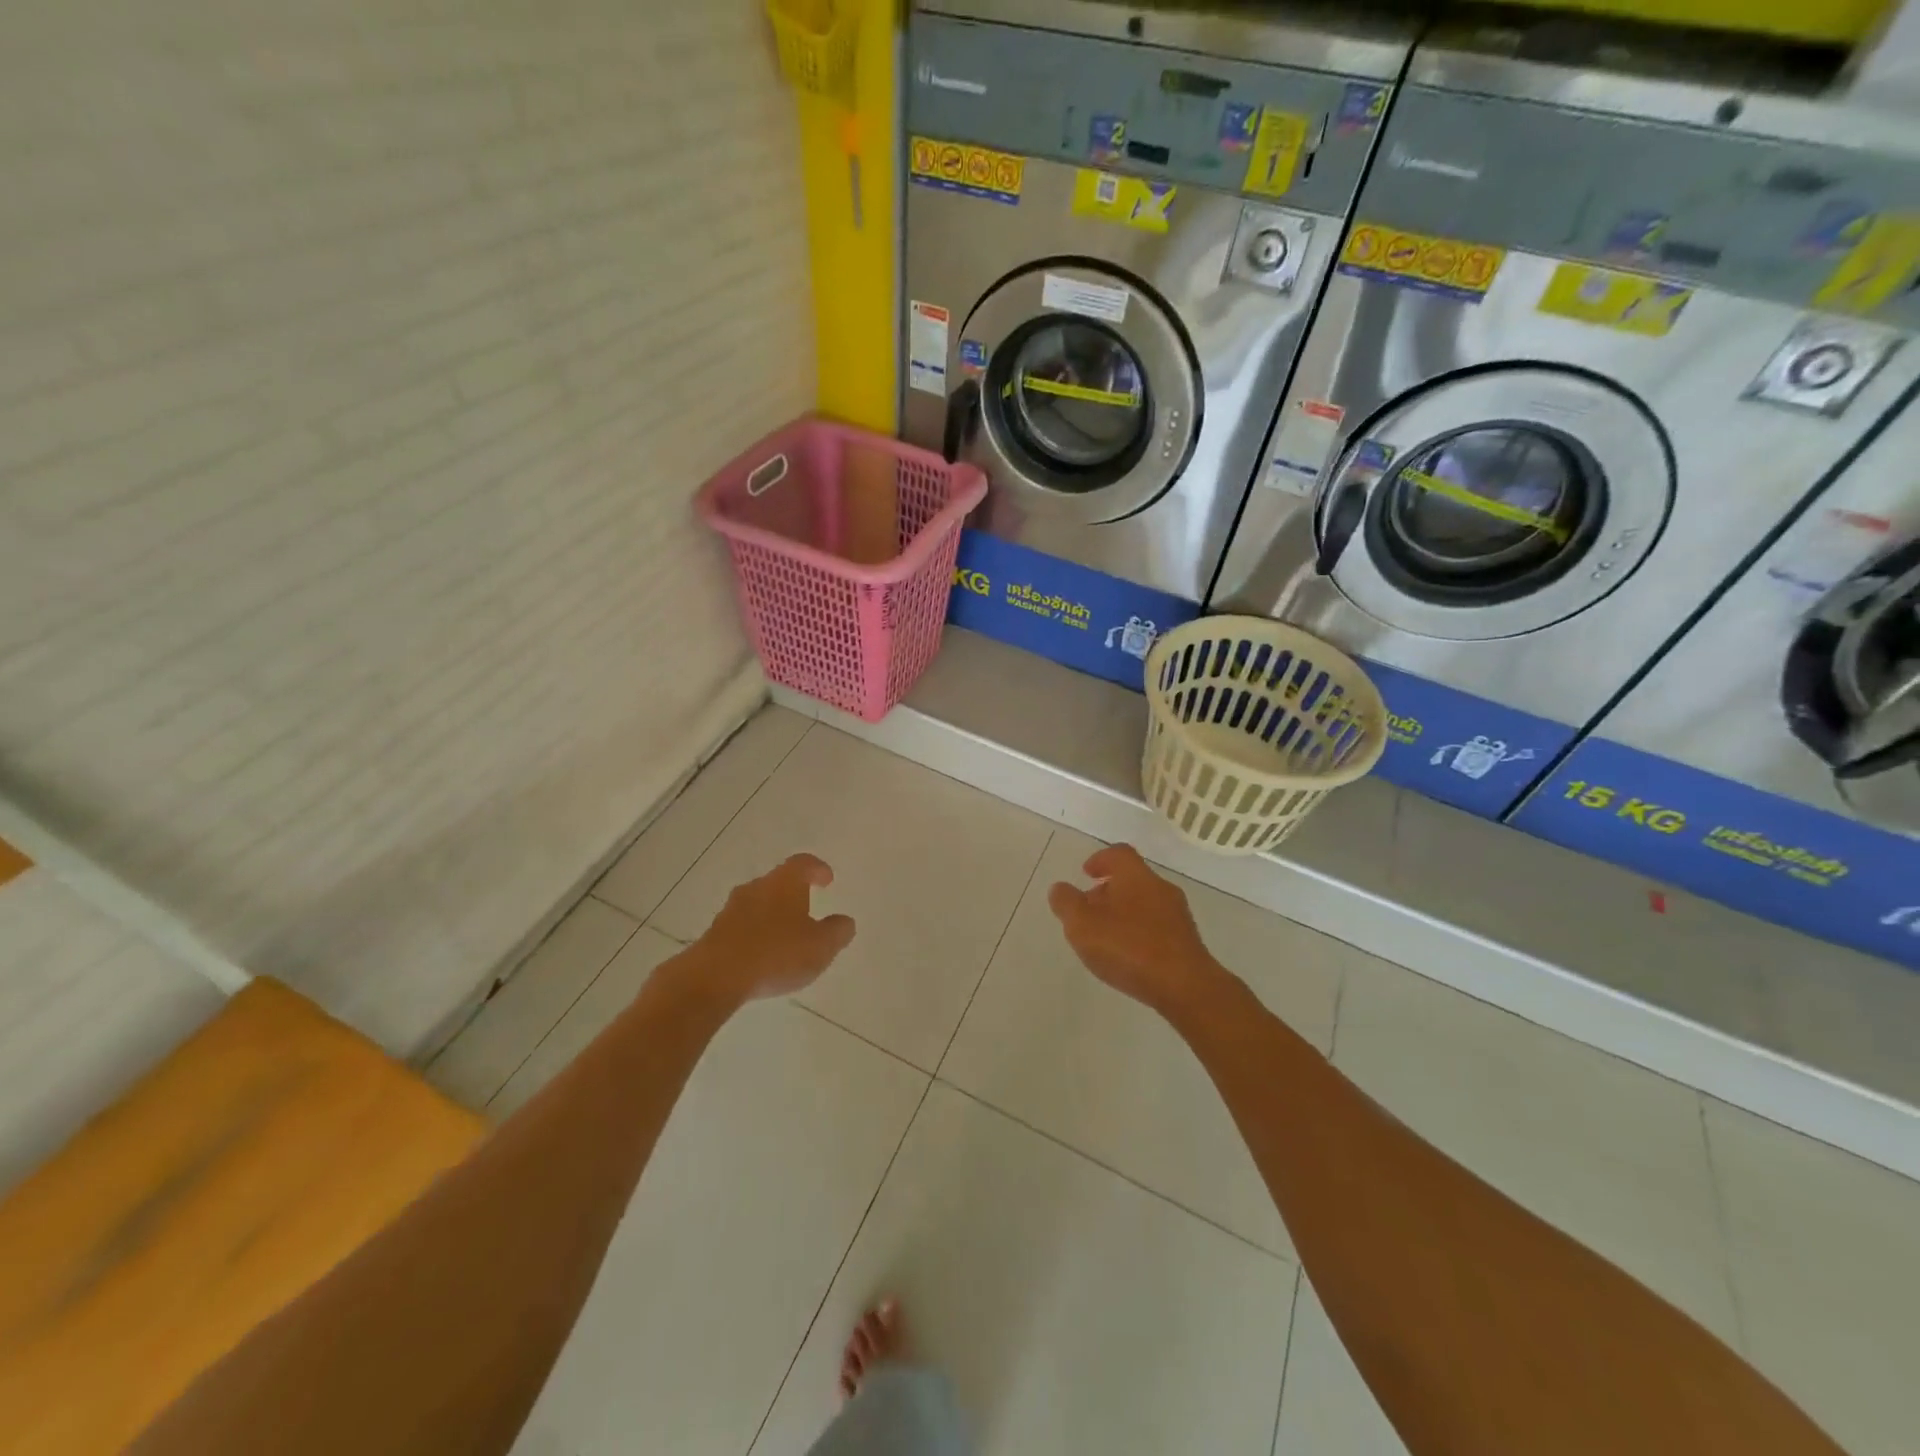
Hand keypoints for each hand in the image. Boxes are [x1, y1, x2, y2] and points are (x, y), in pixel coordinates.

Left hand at [692, 854, 856, 1004]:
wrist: (715, 977)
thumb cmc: (776, 954)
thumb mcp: (821, 946)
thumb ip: (837, 932)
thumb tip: (845, 922)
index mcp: (785, 882)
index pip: (803, 863)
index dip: (817, 869)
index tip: (827, 879)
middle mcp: (757, 887)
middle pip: (778, 882)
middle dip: (793, 893)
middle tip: (807, 907)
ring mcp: (732, 909)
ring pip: (758, 903)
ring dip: (773, 914)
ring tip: (786, 935)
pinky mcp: (715, 932)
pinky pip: (742, 925)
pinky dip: (756, 933)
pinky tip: (763, 954)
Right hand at [1047, 844, 1224, 1013]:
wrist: (1185, 987)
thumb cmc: (1129, 947)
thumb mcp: (1082, 925)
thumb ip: (1066, 903)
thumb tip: (1060, 888)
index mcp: (1136, 876)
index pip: (1119, 854)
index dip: (1100, 859)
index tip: (1086, 873)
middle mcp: (1160, 888)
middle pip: (1132, 879)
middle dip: (1109, 890)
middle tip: (1089, 909)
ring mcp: (1178, 915)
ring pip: (1145, 903)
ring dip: (1124, 912)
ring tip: (1106, 936)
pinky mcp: (1187, 941)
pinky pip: (1157, 927)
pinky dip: (1139, 932)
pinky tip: (1129, 955)